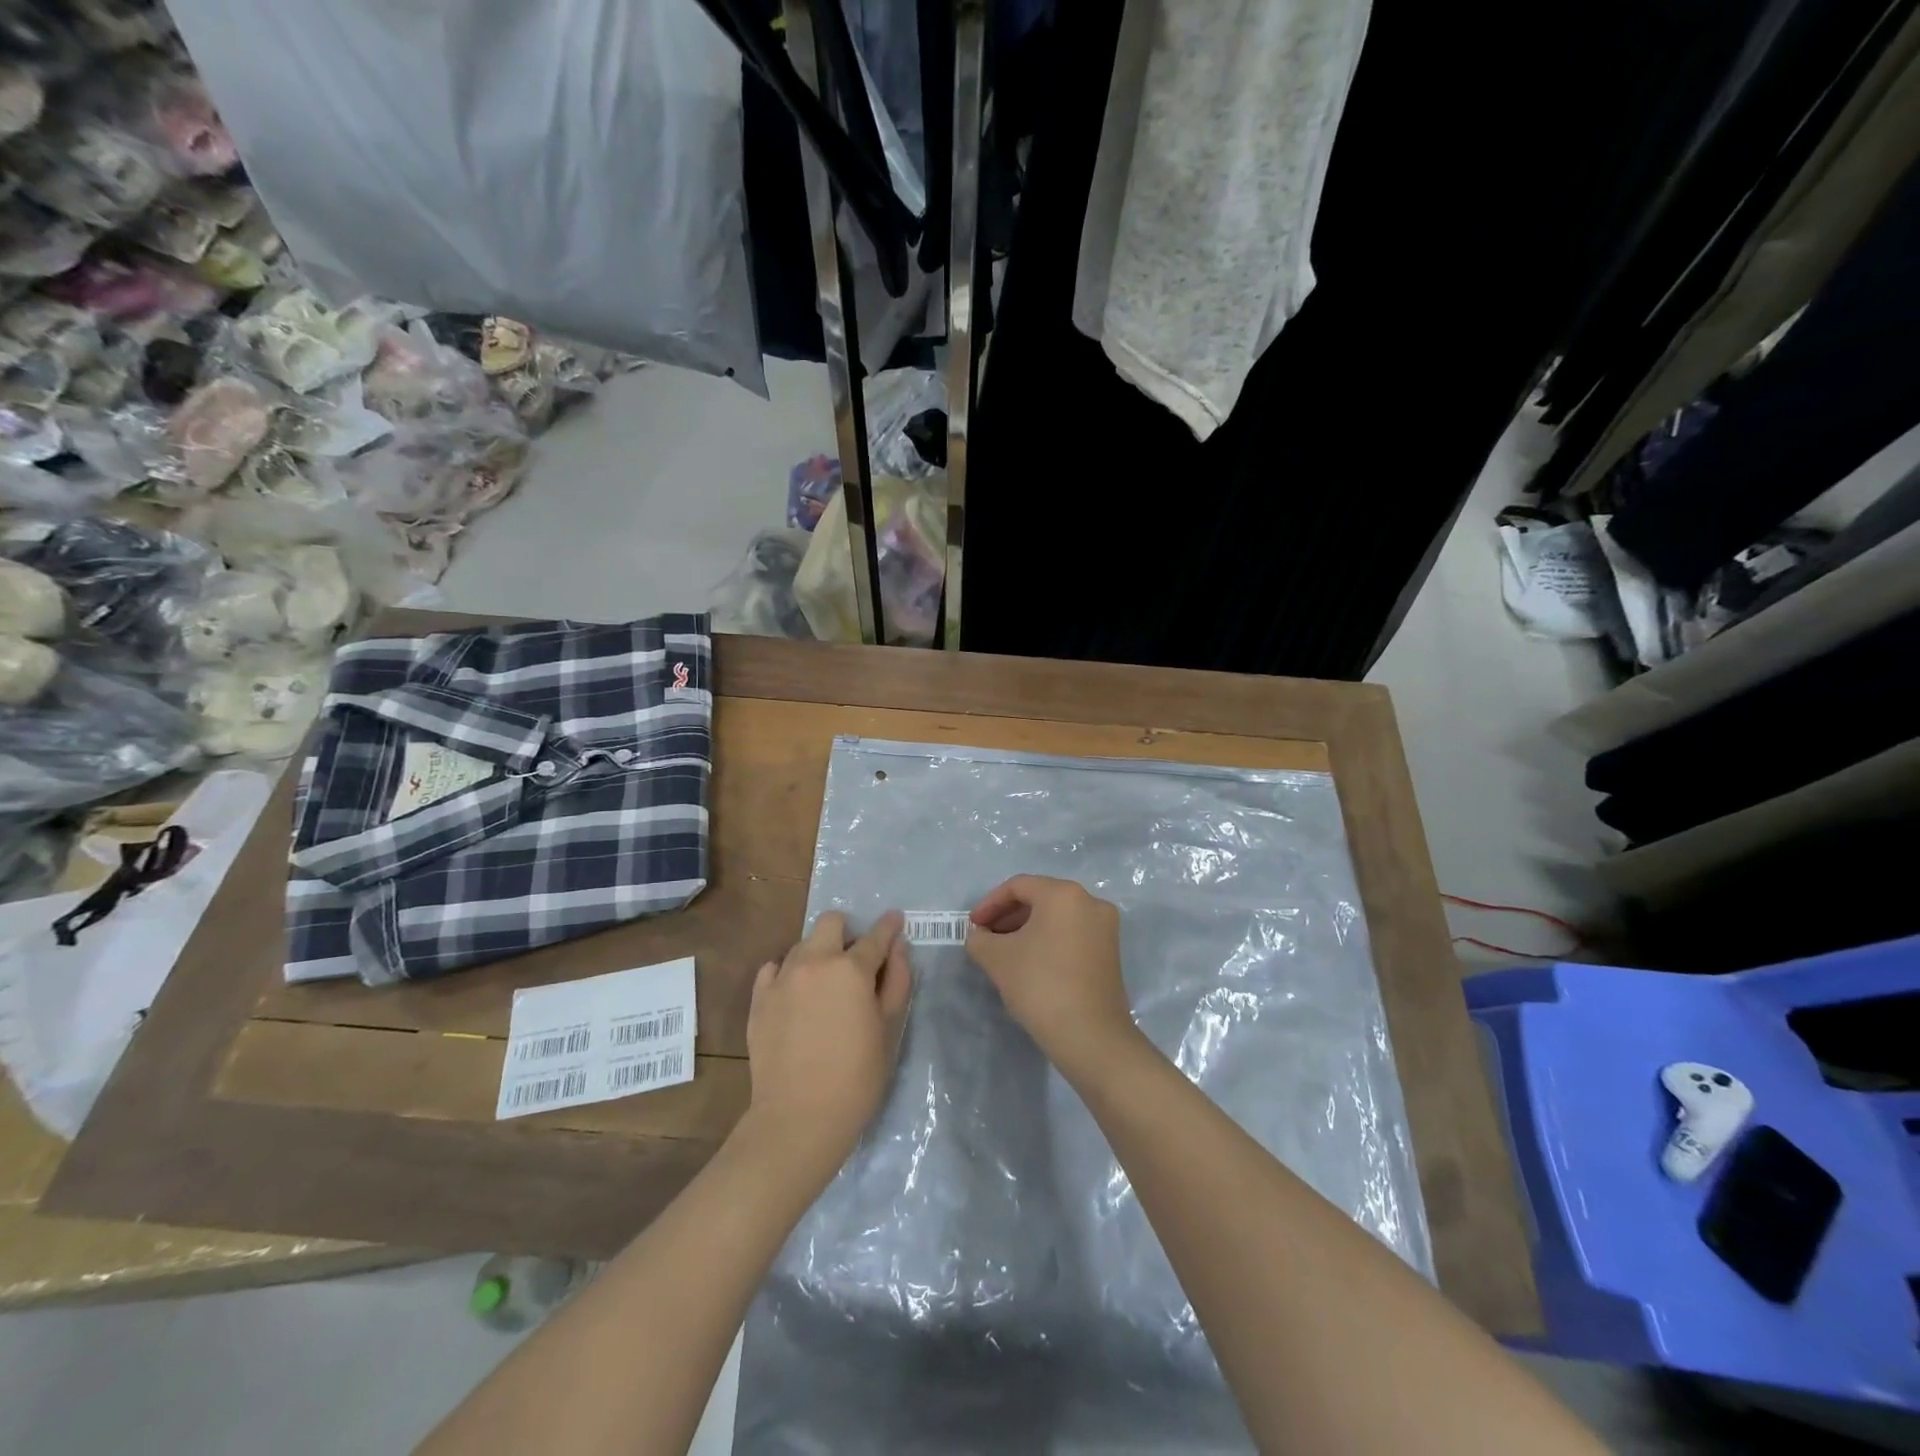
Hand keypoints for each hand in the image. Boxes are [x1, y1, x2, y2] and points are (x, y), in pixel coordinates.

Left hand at [741, 909, 912, 1185]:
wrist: (799, 1118)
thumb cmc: (857, 1077)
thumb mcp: (890, 1029)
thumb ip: (897, 981)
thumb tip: (898, 948)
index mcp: (851, 969)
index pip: (876, 936)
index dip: (889, 926)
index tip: (895, 920)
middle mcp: (814, 962)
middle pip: (831, 922)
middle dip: (848, 932)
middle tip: (856, 959)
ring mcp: (782, 978)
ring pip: (802, 944)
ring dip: (819, 954)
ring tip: (826, 985)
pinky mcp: (759, 999)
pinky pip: (774, 969)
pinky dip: (788, 973)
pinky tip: (797, 995)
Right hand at [966, 876, 1138, 1078]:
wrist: (1090, 1036)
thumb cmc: (1040, 985)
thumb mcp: (997, 959)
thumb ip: (980, 939)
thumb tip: (979, 936)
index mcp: (1064, 894)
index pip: (1018, 886)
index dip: (989, 904)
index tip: (972, 927)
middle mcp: (1090, 902)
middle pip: (1040, 898)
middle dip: (1008, 916)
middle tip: (986, 938)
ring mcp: (1105, 927)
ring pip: (1057, 917)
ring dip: (1027, 929)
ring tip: (1004, 953)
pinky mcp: (1110, 952)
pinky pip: (1071, 934)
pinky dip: (1048, 940)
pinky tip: (1030, 963)